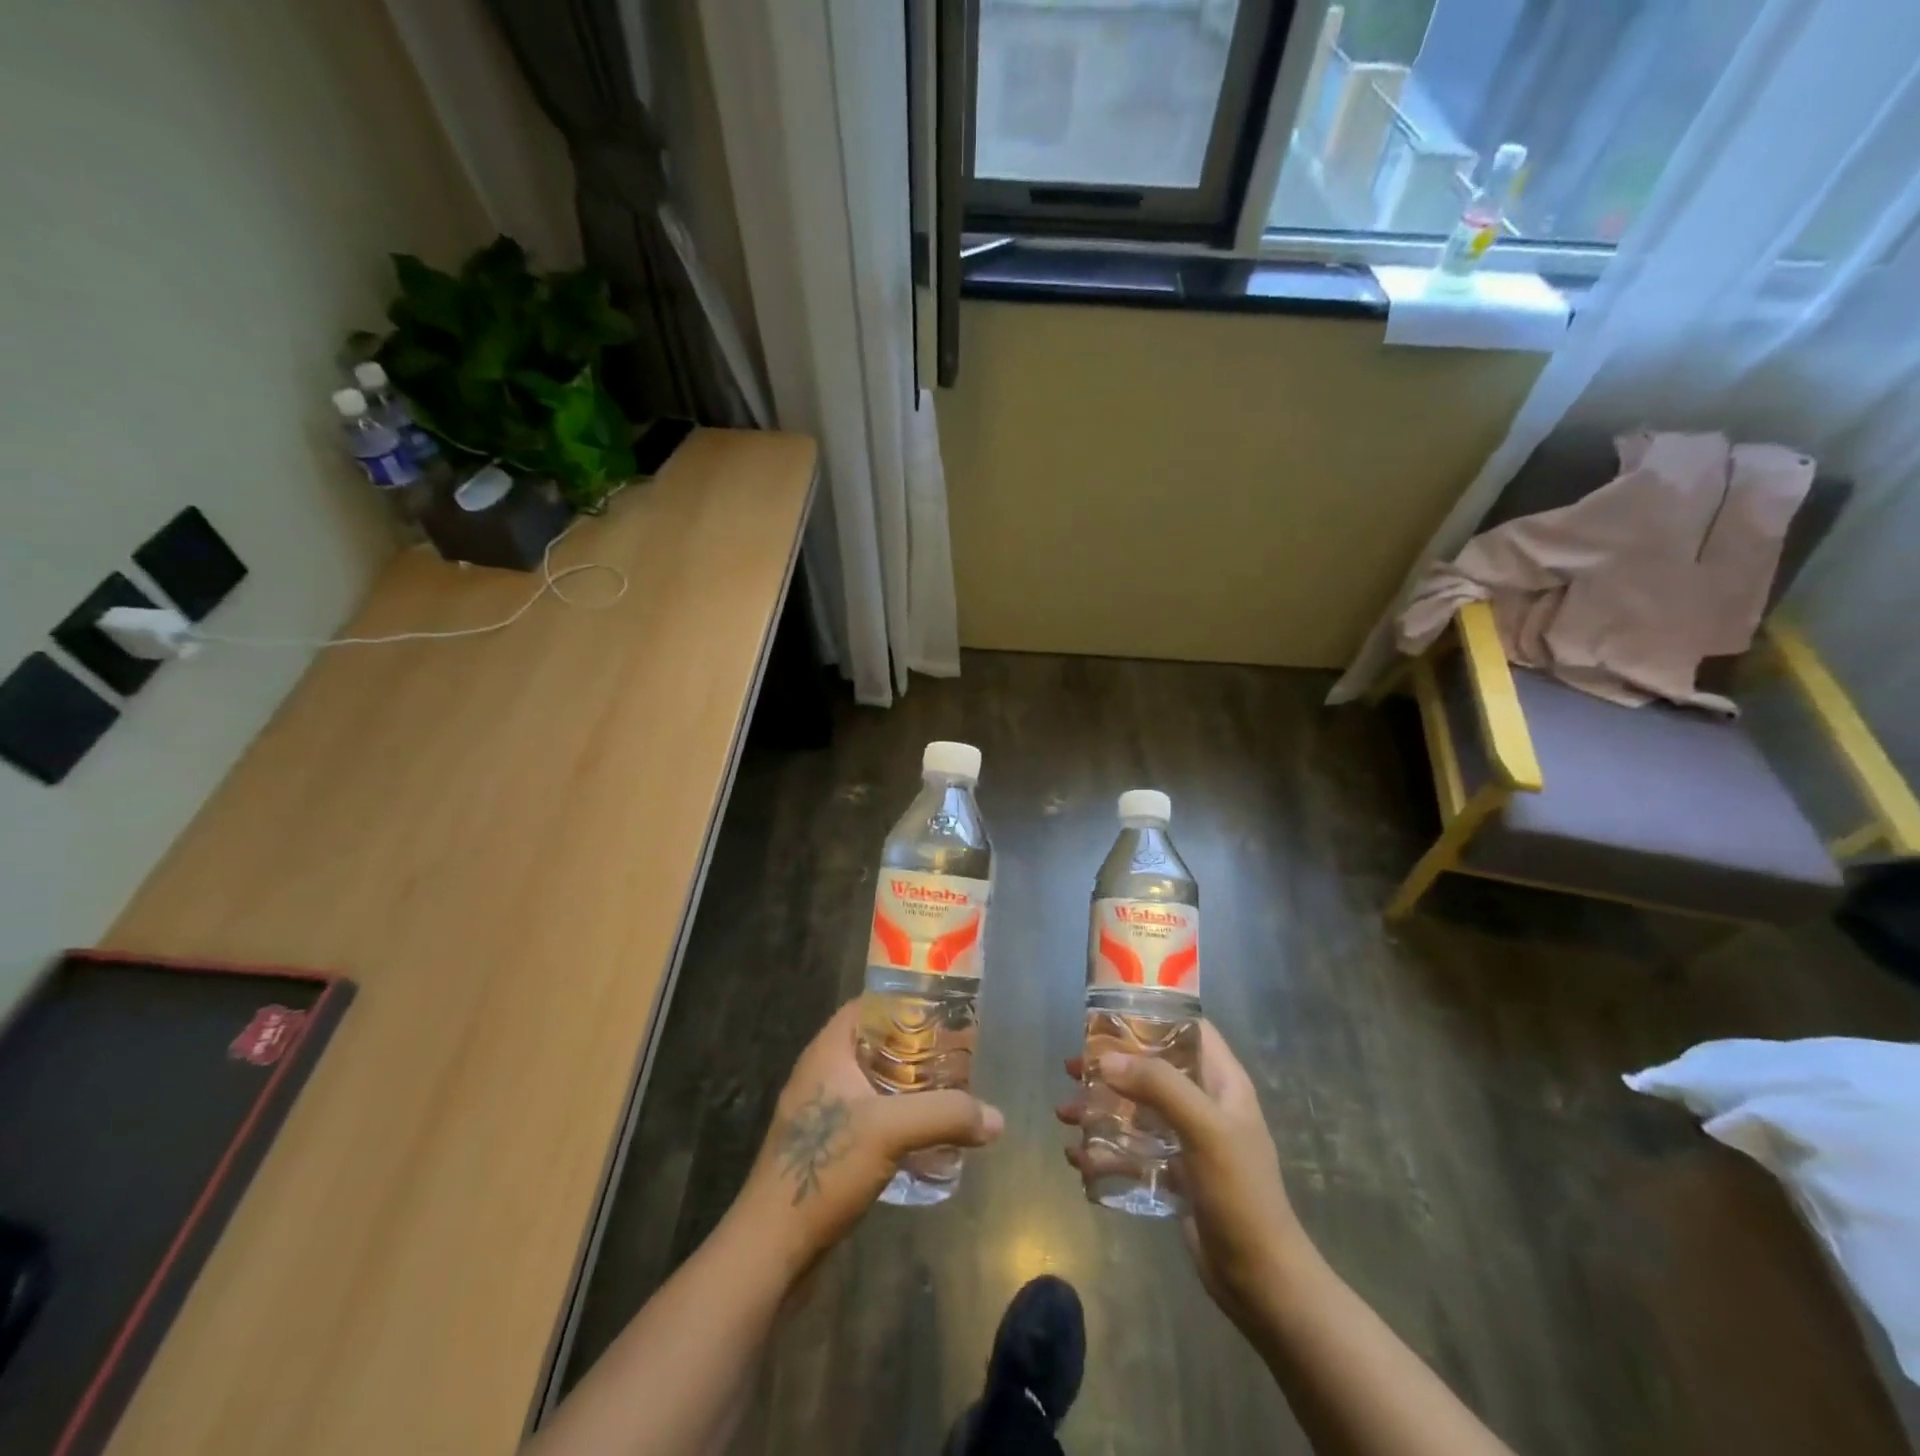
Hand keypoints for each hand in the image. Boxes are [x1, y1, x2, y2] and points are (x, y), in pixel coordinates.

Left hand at [735, 1000, 1003, 1275]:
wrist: (771, 1248)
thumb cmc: (824, 1167)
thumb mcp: (891, 1130)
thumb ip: (946, 1115)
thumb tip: (997, 1119)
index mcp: (828, 1052)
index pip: (868, 1006)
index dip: (904, 1002)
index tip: (943, 1010)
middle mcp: (822, 1074)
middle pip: (876, 1045)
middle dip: (915, 1048)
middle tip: (957, 1054)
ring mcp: (821, 1113)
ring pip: (874, 1083)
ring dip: (908, 1087)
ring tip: (949, 1092)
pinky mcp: (827, 1148)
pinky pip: (870, 1117)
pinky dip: (897, 1118)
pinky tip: (925, 1136)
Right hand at [1057, 1021, 1305, 1332]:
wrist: (1260, 1280)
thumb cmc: (1239, 1192)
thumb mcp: (1204, 1128)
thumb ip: (1158, 1086)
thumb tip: (1104, 1060)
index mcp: (1222, 1081)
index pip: (1189, 1028)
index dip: (1152, 1014)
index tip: (1108, 1014)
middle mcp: (1205, 1103)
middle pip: (1152, 1068)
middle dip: (1111, 1066)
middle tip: (1072, 1067)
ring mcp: (1189, 1139)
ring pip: (1137, 1109)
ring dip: (1100, 1109)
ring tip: (1065, 1115)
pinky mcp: (1175, 1173)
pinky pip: (1133, 1150)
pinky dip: (1106, 1150)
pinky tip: (1078, 1160)